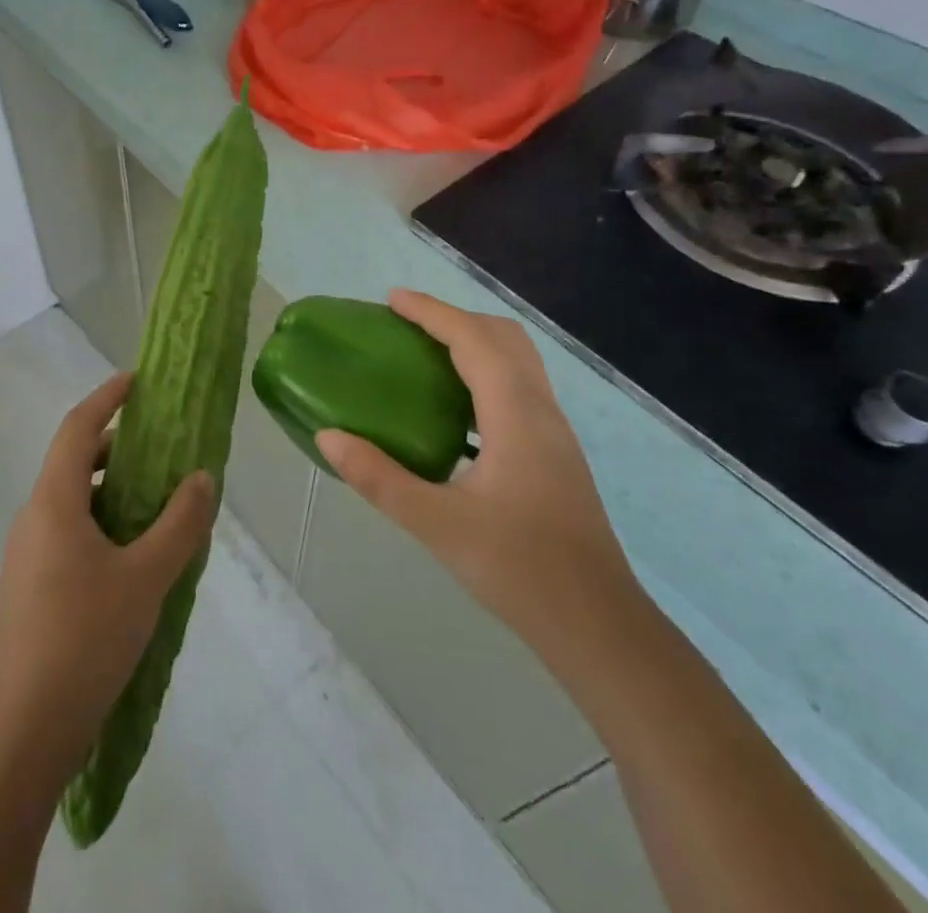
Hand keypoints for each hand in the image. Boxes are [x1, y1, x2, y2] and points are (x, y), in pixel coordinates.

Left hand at [0, 374, 216, 771]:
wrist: (26, 728)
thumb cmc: (86, 638)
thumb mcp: (147, 577)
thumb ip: (180, 523)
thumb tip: (202, 478)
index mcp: (54, 502)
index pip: (77, 428)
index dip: (107, 397)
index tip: (138, 381)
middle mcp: (34, 517)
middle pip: (74, 460)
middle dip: (116, 446)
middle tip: (162, 447)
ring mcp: (27, 553)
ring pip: (72, 499)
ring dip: (111, 487)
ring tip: (157, 501)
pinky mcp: (30, 584)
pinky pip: (68, 530)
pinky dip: (101, 521)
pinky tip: (133, 553)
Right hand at [317, 290, 634, 644]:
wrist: (599, 626)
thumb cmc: (519, 570)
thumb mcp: (437, 524)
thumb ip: (378, 477)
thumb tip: (328, 436)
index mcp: (515, 415)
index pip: (473, 340)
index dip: (432, 312)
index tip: (392, 300)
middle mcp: (541, 410)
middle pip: (502, 337)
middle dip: (454, 318)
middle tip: (406, 325)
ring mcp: (554, 432)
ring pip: (516, 360)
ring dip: (472, 342)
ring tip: (424, 354)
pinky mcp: (555, 453)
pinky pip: (518, 386)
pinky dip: (484, 371)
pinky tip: (453, 409)